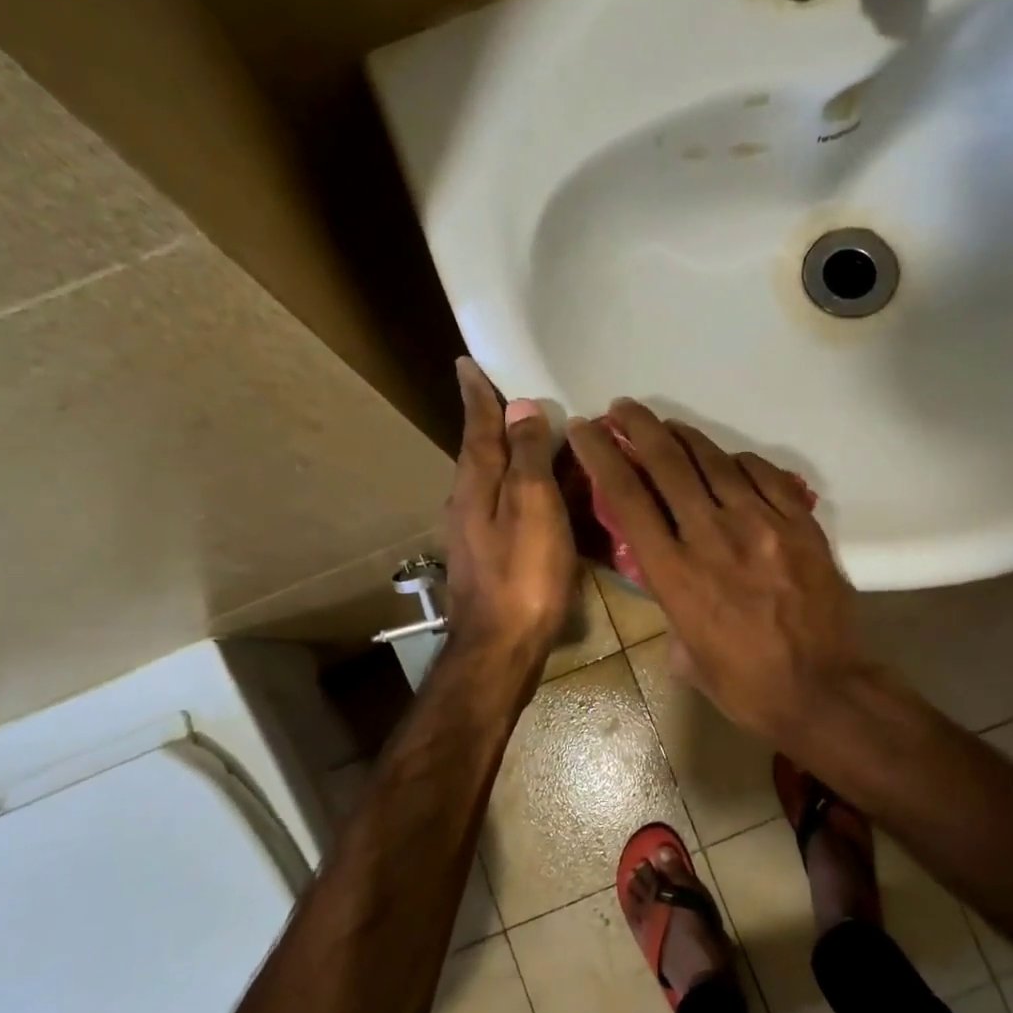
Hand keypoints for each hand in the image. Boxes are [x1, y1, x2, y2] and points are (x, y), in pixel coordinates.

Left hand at [443, 358, 576, 671]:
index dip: (478, 395)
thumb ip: (526, 457)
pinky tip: (545, 496)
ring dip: (511, 455)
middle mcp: (468, 503)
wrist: (501, 649)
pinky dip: (525, 490)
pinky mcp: (493, 559)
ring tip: (535, 439)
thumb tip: (521, 407)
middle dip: (493, 422)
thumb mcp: (532, 506)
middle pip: (482, 451)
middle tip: (511, 396)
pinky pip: (510, 508)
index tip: (467, 363)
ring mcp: (478, 534)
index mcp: (476, 485)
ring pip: (495, 481)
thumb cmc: (522, 575)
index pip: (478, 426)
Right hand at [566, 400, 873, 745]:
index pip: (626, 497)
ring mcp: (760, 523)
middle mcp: (712, 535)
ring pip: (714, 461)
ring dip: (685, 436)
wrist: (823, 690)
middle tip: (622, 409)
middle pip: (667, 463)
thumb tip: (671, 585)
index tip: (586, 430)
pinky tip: (729, 460)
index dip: (601, 455)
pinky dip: (739, 461)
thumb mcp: (686, 656)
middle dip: (638, 427)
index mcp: (675, 573)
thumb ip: (671, 610)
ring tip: (668, 425)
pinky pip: (763, 475)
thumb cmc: (746, 685)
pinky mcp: (799, 523)